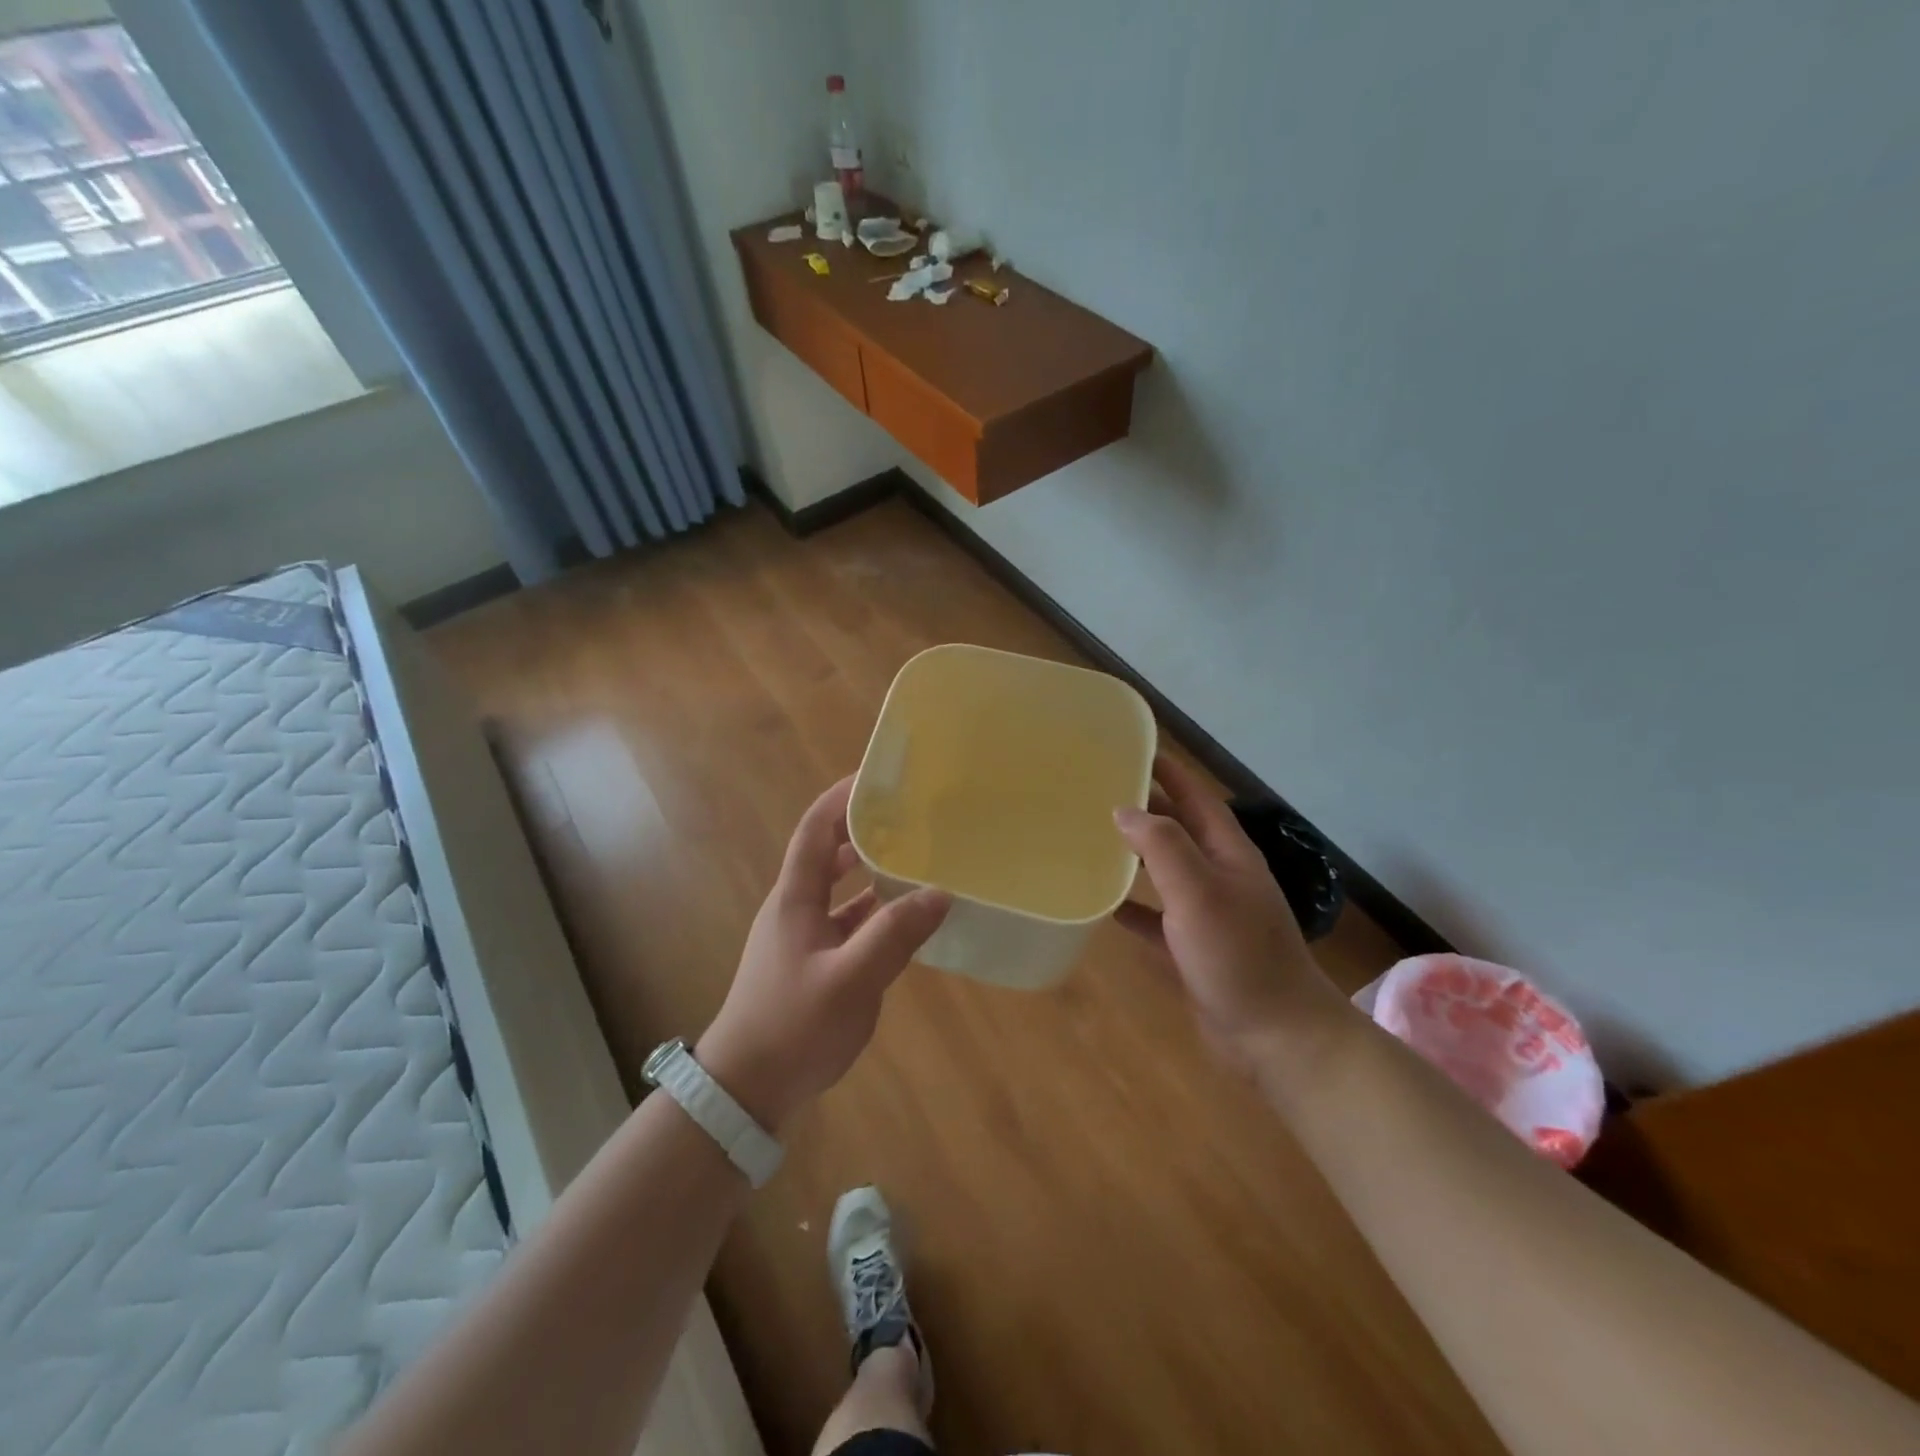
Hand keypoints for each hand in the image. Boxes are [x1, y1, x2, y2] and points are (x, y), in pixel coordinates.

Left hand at [697, 776, 950, 1132]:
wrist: (747, 1088)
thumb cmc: (793, 1026)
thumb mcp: (851, 980)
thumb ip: (895, 935)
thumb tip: (939, 892)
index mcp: (795, 899)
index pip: (815, 830)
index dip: (841, 799)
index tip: (876, 778)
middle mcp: (796, 910)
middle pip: (828, 855)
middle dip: (863, 831)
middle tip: (907, 818)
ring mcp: (803, 939)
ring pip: (841, 892)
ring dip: (872, 873)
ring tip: (915, 861)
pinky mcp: (813, 965)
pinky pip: (848, 925)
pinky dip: (874, 914)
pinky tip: (905, 921)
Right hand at [1114, 755, 1347, 1070]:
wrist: (1276, 1036)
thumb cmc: (1238, 955)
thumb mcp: (1199, 892)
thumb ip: (1162, 846)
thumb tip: (1124, 810)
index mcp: (1228, 854)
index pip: (1196, 798)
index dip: (1169, 772)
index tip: (1134, 750)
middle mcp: (1220, 877)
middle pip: (1179, 831)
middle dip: (1146, 809)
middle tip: (1099, 793)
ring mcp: (1208, 915)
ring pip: (1165, 873)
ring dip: (1135, 856)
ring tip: (1093, 840)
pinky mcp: (1193, 950)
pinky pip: (1156, 919)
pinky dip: (1132, 908)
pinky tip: (1103, 906)